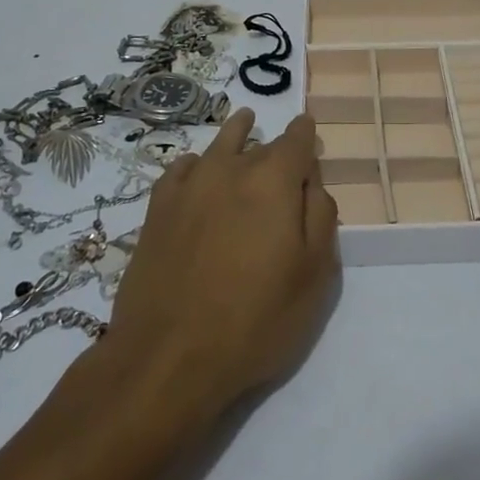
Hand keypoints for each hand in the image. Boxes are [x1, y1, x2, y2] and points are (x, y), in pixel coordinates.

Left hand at [100, 110, 337, 416]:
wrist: (167, 357)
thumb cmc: (255, 319)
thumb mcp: (314, 274)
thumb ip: (321, 216)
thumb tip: (312, 182)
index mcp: (274, 179)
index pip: (297, 139)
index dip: (306, 134)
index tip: (309, 132)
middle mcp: (231, 169)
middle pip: (261, 145)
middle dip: (276, 149)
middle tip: (285, 164)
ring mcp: (189, 186)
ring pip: (219, 145)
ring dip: (236, 133)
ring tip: (244, 122)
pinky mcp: (157, 209)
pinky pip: (181, 168)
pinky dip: (196, 163)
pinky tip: (197, 170)